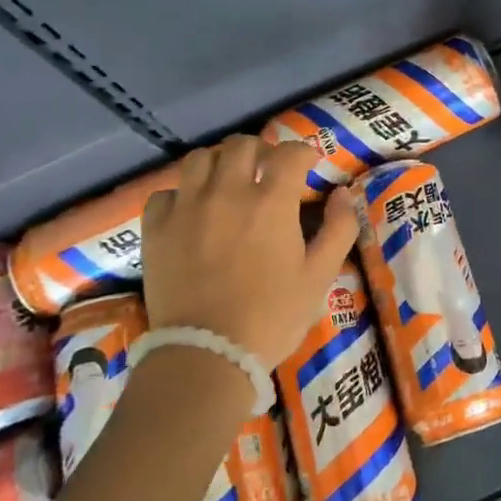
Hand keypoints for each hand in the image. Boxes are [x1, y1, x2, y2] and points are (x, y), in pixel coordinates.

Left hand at [142, 136, 358, 368]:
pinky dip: (181, 194)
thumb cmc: (271, 317)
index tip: (308, 164)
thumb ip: (338, 229)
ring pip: (200, 159)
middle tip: (267, 170)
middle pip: (241, 145)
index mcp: (271, 202)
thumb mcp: (319, 276)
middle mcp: (227, 192)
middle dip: (260, 150)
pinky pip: (166, 192)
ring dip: (219, 163)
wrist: (206, 355)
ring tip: (227, 182)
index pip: (289, 153)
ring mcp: (187, 207)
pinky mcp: (156, 228)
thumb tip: (343, 194)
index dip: (303, 153)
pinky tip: (190, 211)